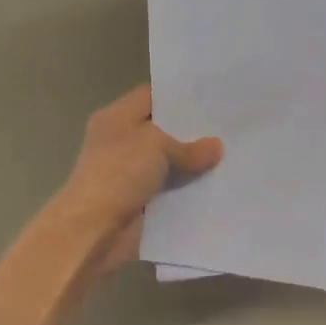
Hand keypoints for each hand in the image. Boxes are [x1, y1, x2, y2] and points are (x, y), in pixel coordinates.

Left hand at [55, 85, 222, 275]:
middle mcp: (122, 142)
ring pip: (169, 162)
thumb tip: (216, 147)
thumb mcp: (156, 147)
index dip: (179, 95)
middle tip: (229, 125)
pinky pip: (169, 189)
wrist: (93, 230)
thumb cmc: (118, 175)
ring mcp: (130, 173)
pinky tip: (218, 183)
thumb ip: (189, 146)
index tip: (212, 96)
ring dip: (193, 163)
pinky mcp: (139, 201)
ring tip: (231, 153)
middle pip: (162, 130)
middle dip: (192, 131)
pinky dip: (188, 189)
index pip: (151, 96)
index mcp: (116, 118)